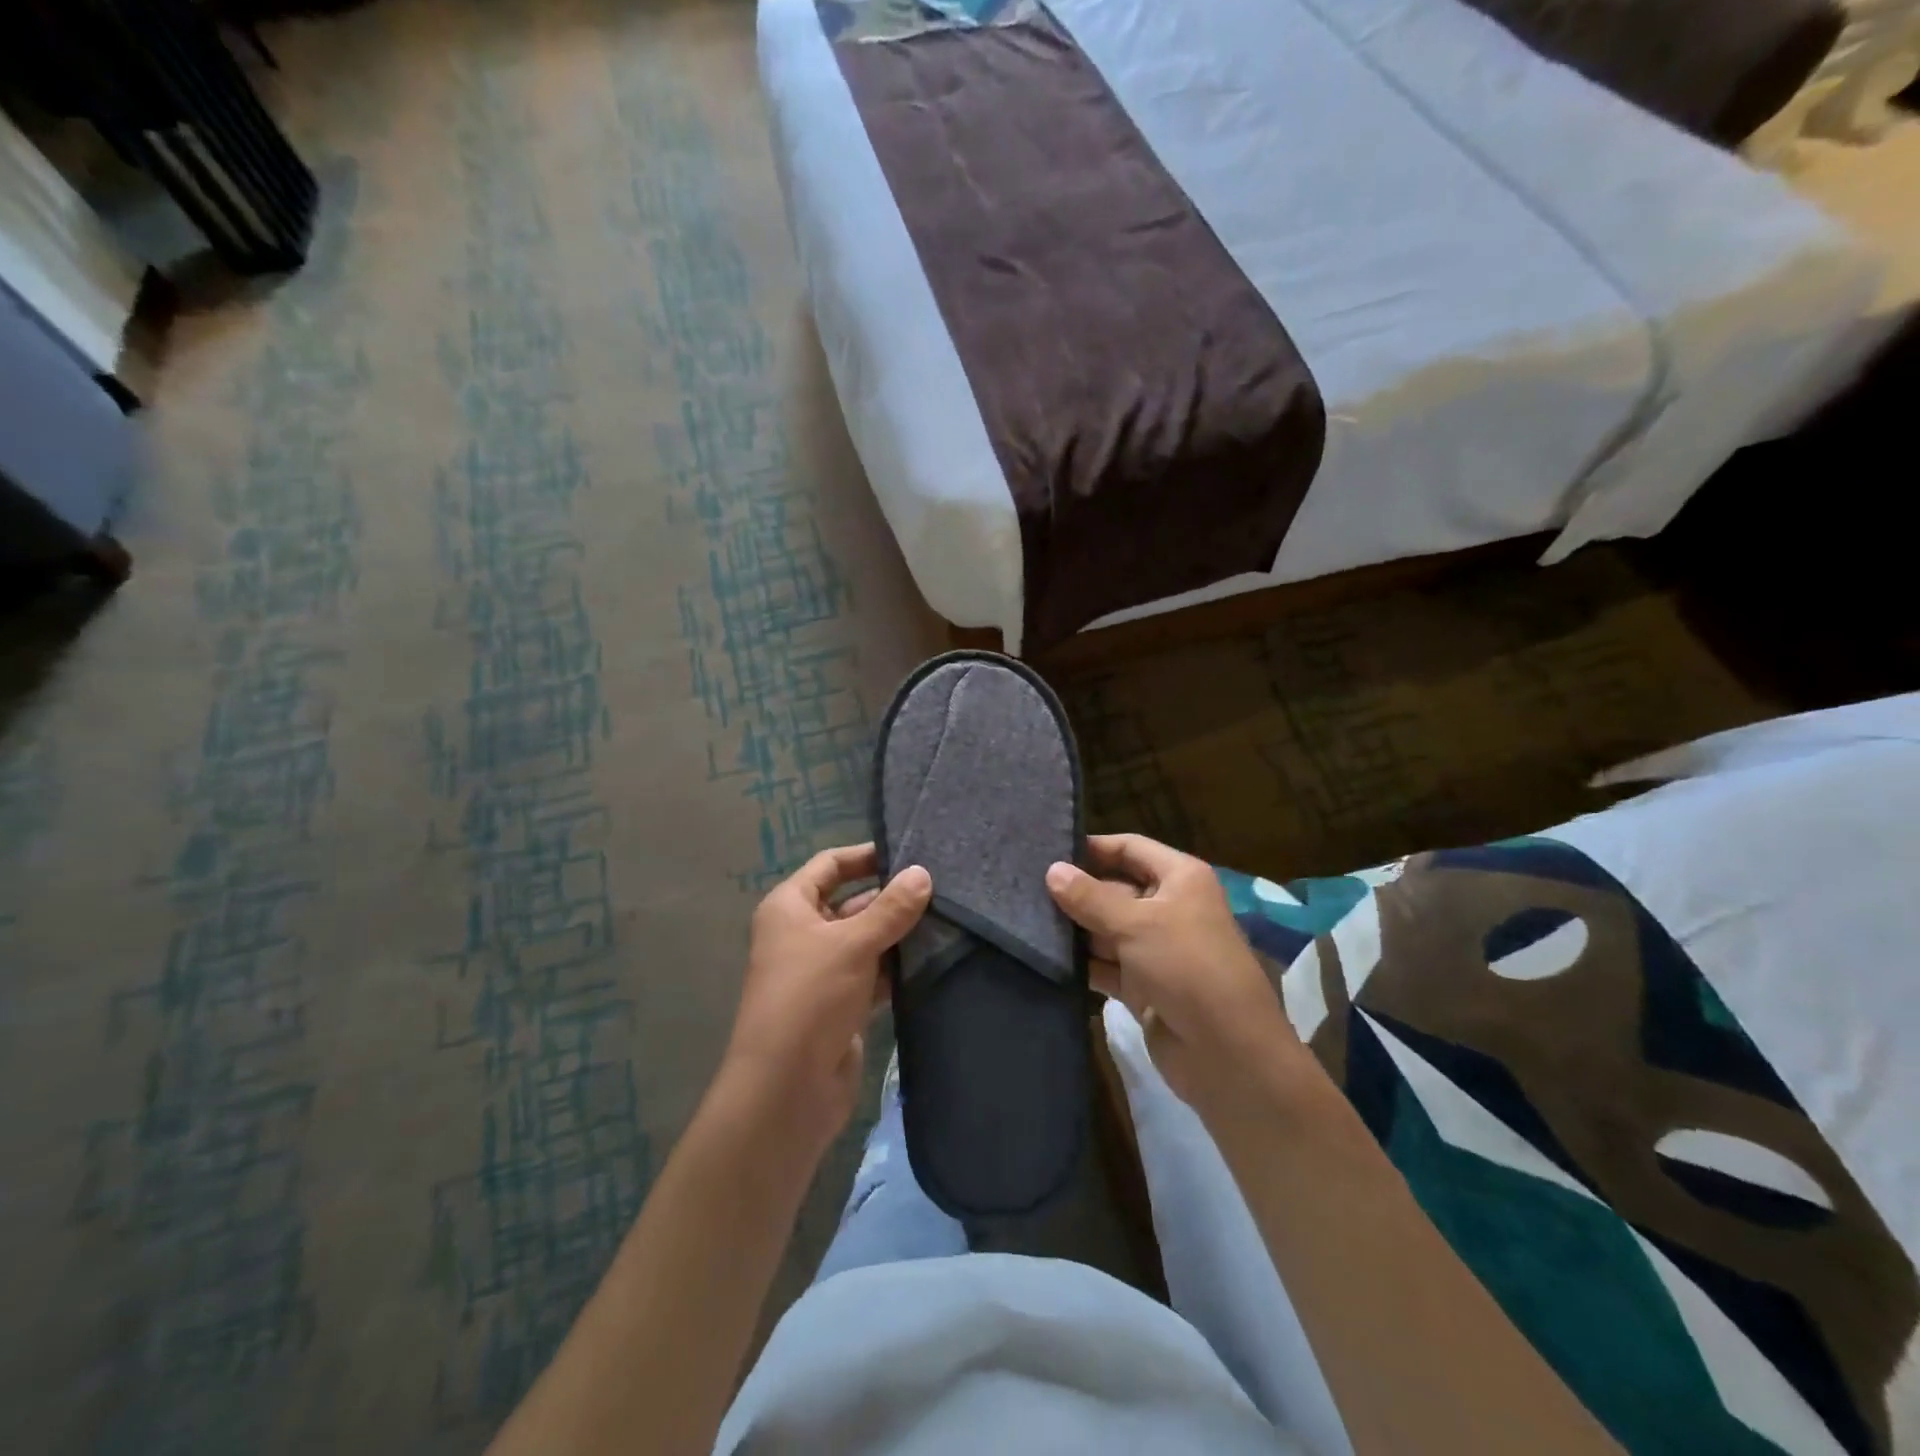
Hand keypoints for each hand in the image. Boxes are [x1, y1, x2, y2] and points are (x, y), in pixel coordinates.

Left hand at [724, 844, 931, 1153]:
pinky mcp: (841, 1004)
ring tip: (948, 915)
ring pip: (866, 939)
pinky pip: (873, 973)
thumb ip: (891, 908)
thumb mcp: (852, 944)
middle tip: (941, 885)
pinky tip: (933, 956)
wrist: (787, 1089)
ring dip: (898, 933)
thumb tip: (923, 873)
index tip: (910, 850)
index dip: (866, 855)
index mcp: (790, 907)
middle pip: (851, 902)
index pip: (830, 865)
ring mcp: (822, 971)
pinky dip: (897, 966)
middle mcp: (802, 934)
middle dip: (890, 896)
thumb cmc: (810, 998)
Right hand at [1046, 834, 1300, 1108]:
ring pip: (1106, 928)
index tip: (1046, 850)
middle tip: (1023, 888)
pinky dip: (1082, 962)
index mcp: (1180, 878)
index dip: (1092, 847)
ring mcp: (1155, 949)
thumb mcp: (1136, 924)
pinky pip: (1105, 964)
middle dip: (1075, 891)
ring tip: (1023, 919)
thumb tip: (1051, 870)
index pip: (1129, 848)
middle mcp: (1168, 907)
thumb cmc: (1186, 967)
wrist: (1226, 1053)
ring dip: (1074, 929)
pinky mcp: (1142, 986)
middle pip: (1114, 888)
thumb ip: (1089, 897)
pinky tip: (1045, 957)